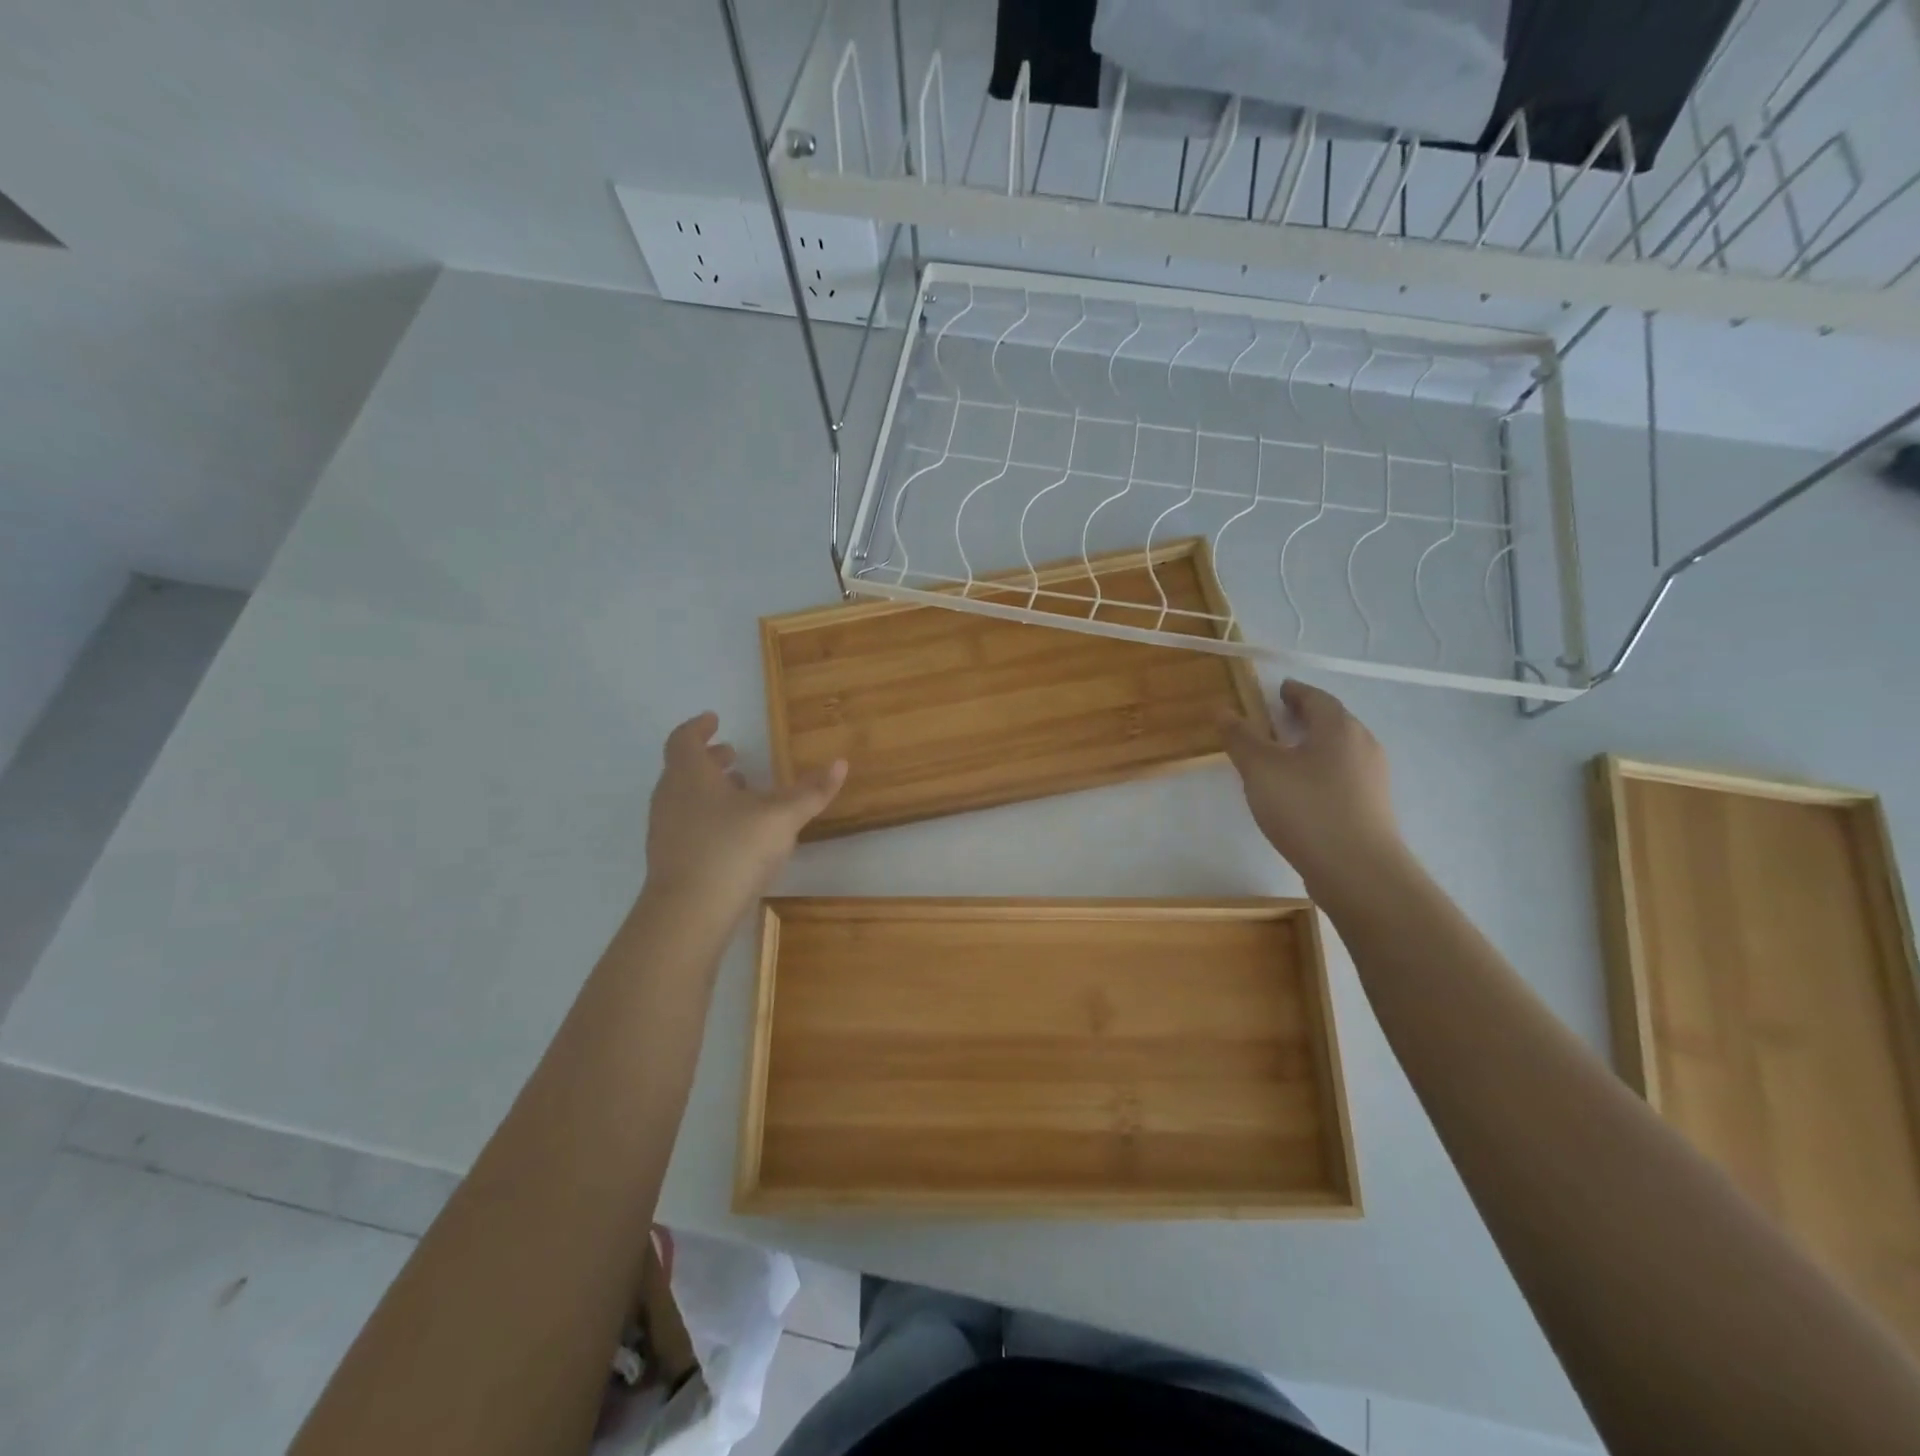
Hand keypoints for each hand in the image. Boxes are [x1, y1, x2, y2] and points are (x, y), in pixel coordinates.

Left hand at [644, 712, 844, 920]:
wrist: (689, 913)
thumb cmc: (733, 849)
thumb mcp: (781, 817)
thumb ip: (811, 791)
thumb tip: (840, 763)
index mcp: (690, 775)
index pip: (684, 739)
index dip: (698, 727)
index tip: (714, 720)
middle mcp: (670, 796)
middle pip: (684, 768)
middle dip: (710, 759)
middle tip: (732, 754)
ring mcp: (665, 829)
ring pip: (685, 797)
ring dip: (709, 789)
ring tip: (741, 793)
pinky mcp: (669, 859)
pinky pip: (687, 823)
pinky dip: (707, 815)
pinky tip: (734, 833)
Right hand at [1219, 679, 1404, 896]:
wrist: (1358, 871)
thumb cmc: (1306, 808)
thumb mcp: (1261, 770)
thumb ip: (1240, 738)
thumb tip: (1222, 710)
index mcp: (1339, 728)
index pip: (1316, 697)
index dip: (1295, 692)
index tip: (1278, 690)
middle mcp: (1363, 745)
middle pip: (1332, 722)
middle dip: (1305, 718)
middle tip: (1276, 720)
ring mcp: (1372, 779)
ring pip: (1339, 751)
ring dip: (1313, 746)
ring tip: (1284, 758)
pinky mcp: (1372, 807)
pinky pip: (1342, 777)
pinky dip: (1321, 772)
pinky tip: (1301, 792)